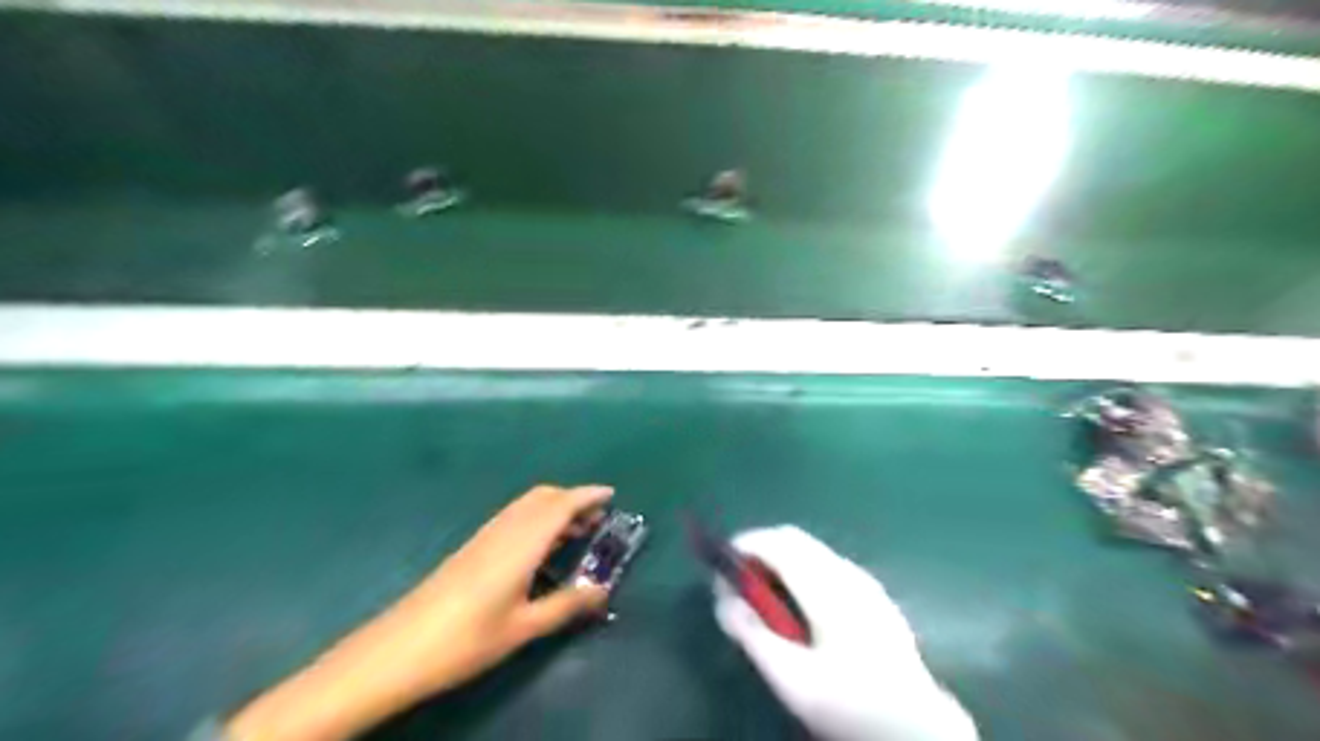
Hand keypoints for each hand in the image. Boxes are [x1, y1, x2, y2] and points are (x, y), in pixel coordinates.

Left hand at [224, 486, 613, 740]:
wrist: (399, 648)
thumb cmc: (467, 638)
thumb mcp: (524, 627)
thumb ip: (567, 605)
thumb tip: (602, 591)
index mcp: (523, 542)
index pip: (562, 505)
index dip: (588, 495)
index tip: (612, 494)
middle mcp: (505, 529)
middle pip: (543, 497)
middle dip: (573, 500)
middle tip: (597, 519)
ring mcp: (485, 535)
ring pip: (527, 505)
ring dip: (554, 509)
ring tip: (575, 533)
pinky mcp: (473, 546)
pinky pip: (514, 518)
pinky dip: (536, 519)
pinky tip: (539, 549)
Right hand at [712, 526, 977, 739]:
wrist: (916, 726)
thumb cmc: (849, 702)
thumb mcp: (791, 679)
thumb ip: (752, 635)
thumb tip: (724, 600)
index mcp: (826, 586)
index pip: (778, 542)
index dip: (745, 546)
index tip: (722, 567)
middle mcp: (846, 572)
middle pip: (794, 538)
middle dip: (760, 549)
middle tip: (739, 583)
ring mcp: (864, 580)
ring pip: (812, 550)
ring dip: (781, 559)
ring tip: (766, 597)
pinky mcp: (874, 594)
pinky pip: (828, 564)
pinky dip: (802, 569)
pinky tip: (802, 607)